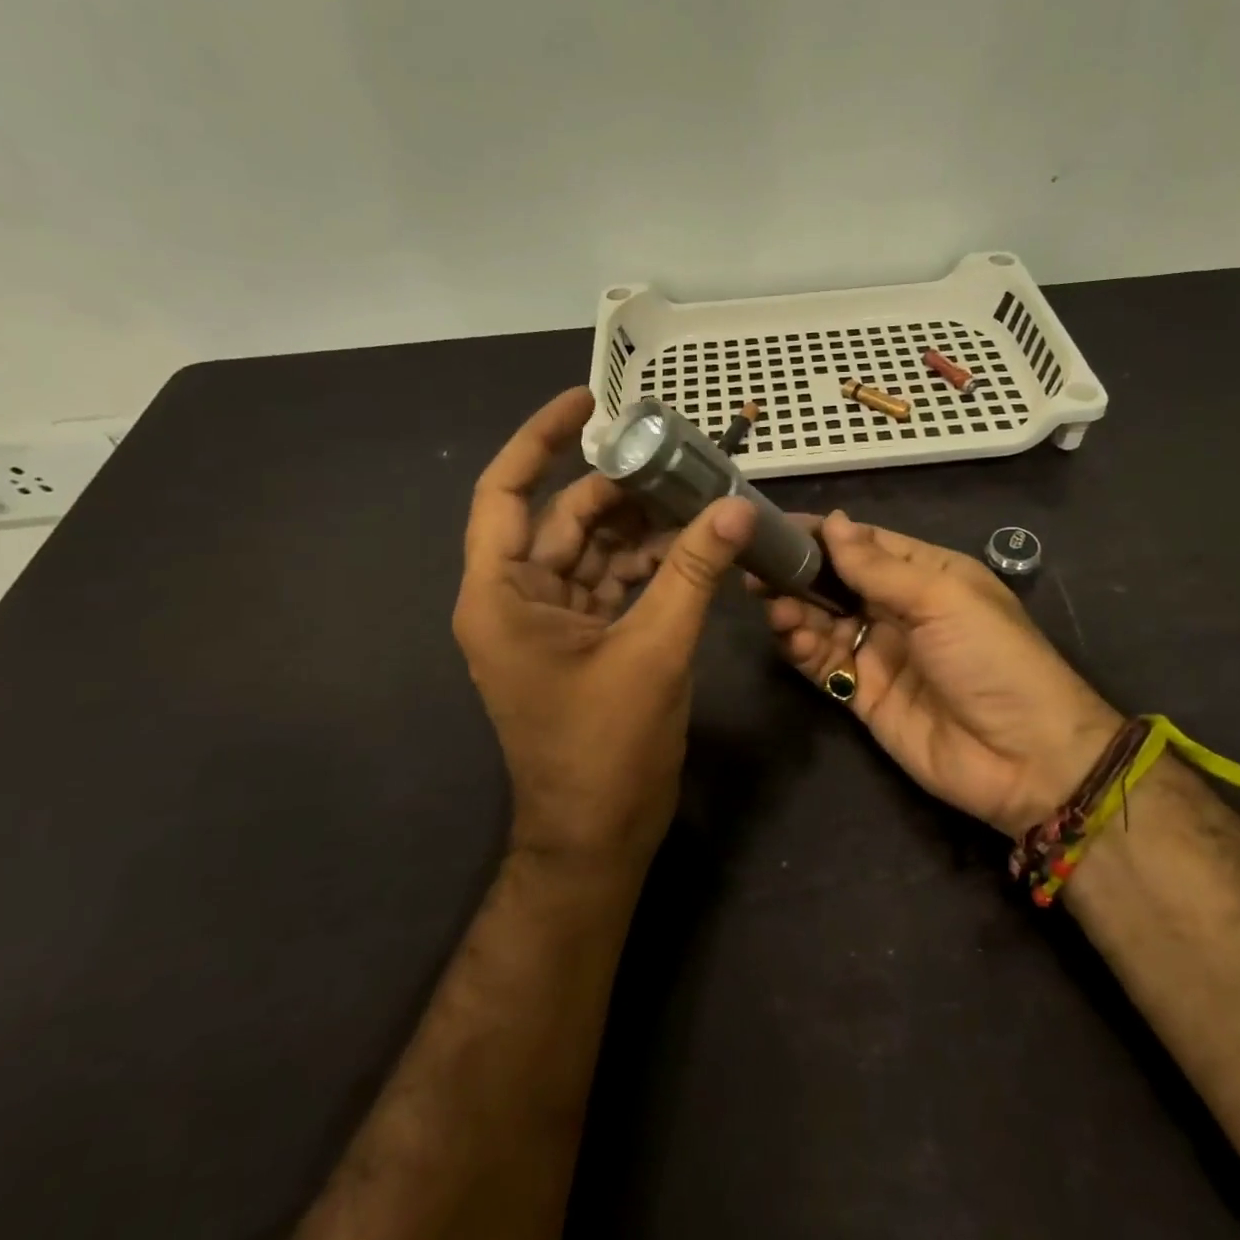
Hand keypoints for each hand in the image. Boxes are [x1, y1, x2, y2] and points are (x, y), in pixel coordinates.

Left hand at [453, 387, 756, 869]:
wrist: (596, 838)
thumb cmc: (605, 750)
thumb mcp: (654, 651)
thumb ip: (693, 573)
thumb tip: (738, 506)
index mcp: (502, 596)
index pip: (506, 492)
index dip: (540, 439)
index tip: (588, 401)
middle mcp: (515, 600)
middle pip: (564, 519)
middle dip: (620, 489)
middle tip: (680, 459)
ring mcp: (548, 622)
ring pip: (593, 550)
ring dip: (642, 527)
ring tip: (699, 498)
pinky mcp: (580, 641)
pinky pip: (611, 583)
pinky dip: (647, 564)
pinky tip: (692, 548)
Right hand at [757, 511, 1123, 837]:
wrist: (1026, 759)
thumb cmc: (992, 659)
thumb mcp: (942, 599)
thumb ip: (879, 566)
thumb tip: (832, 521)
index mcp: (927, 574)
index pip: (864, 544)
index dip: (822, 534)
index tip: (774, 526)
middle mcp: (899, 608)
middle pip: (836, 582)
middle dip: (798, 574)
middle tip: (757, 570)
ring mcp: (880, 653)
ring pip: (823, 621)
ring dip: (795, 611)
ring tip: (775, 607)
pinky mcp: (864, 695)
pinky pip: (824, 663)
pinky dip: (802, 649)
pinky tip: (790, 638)